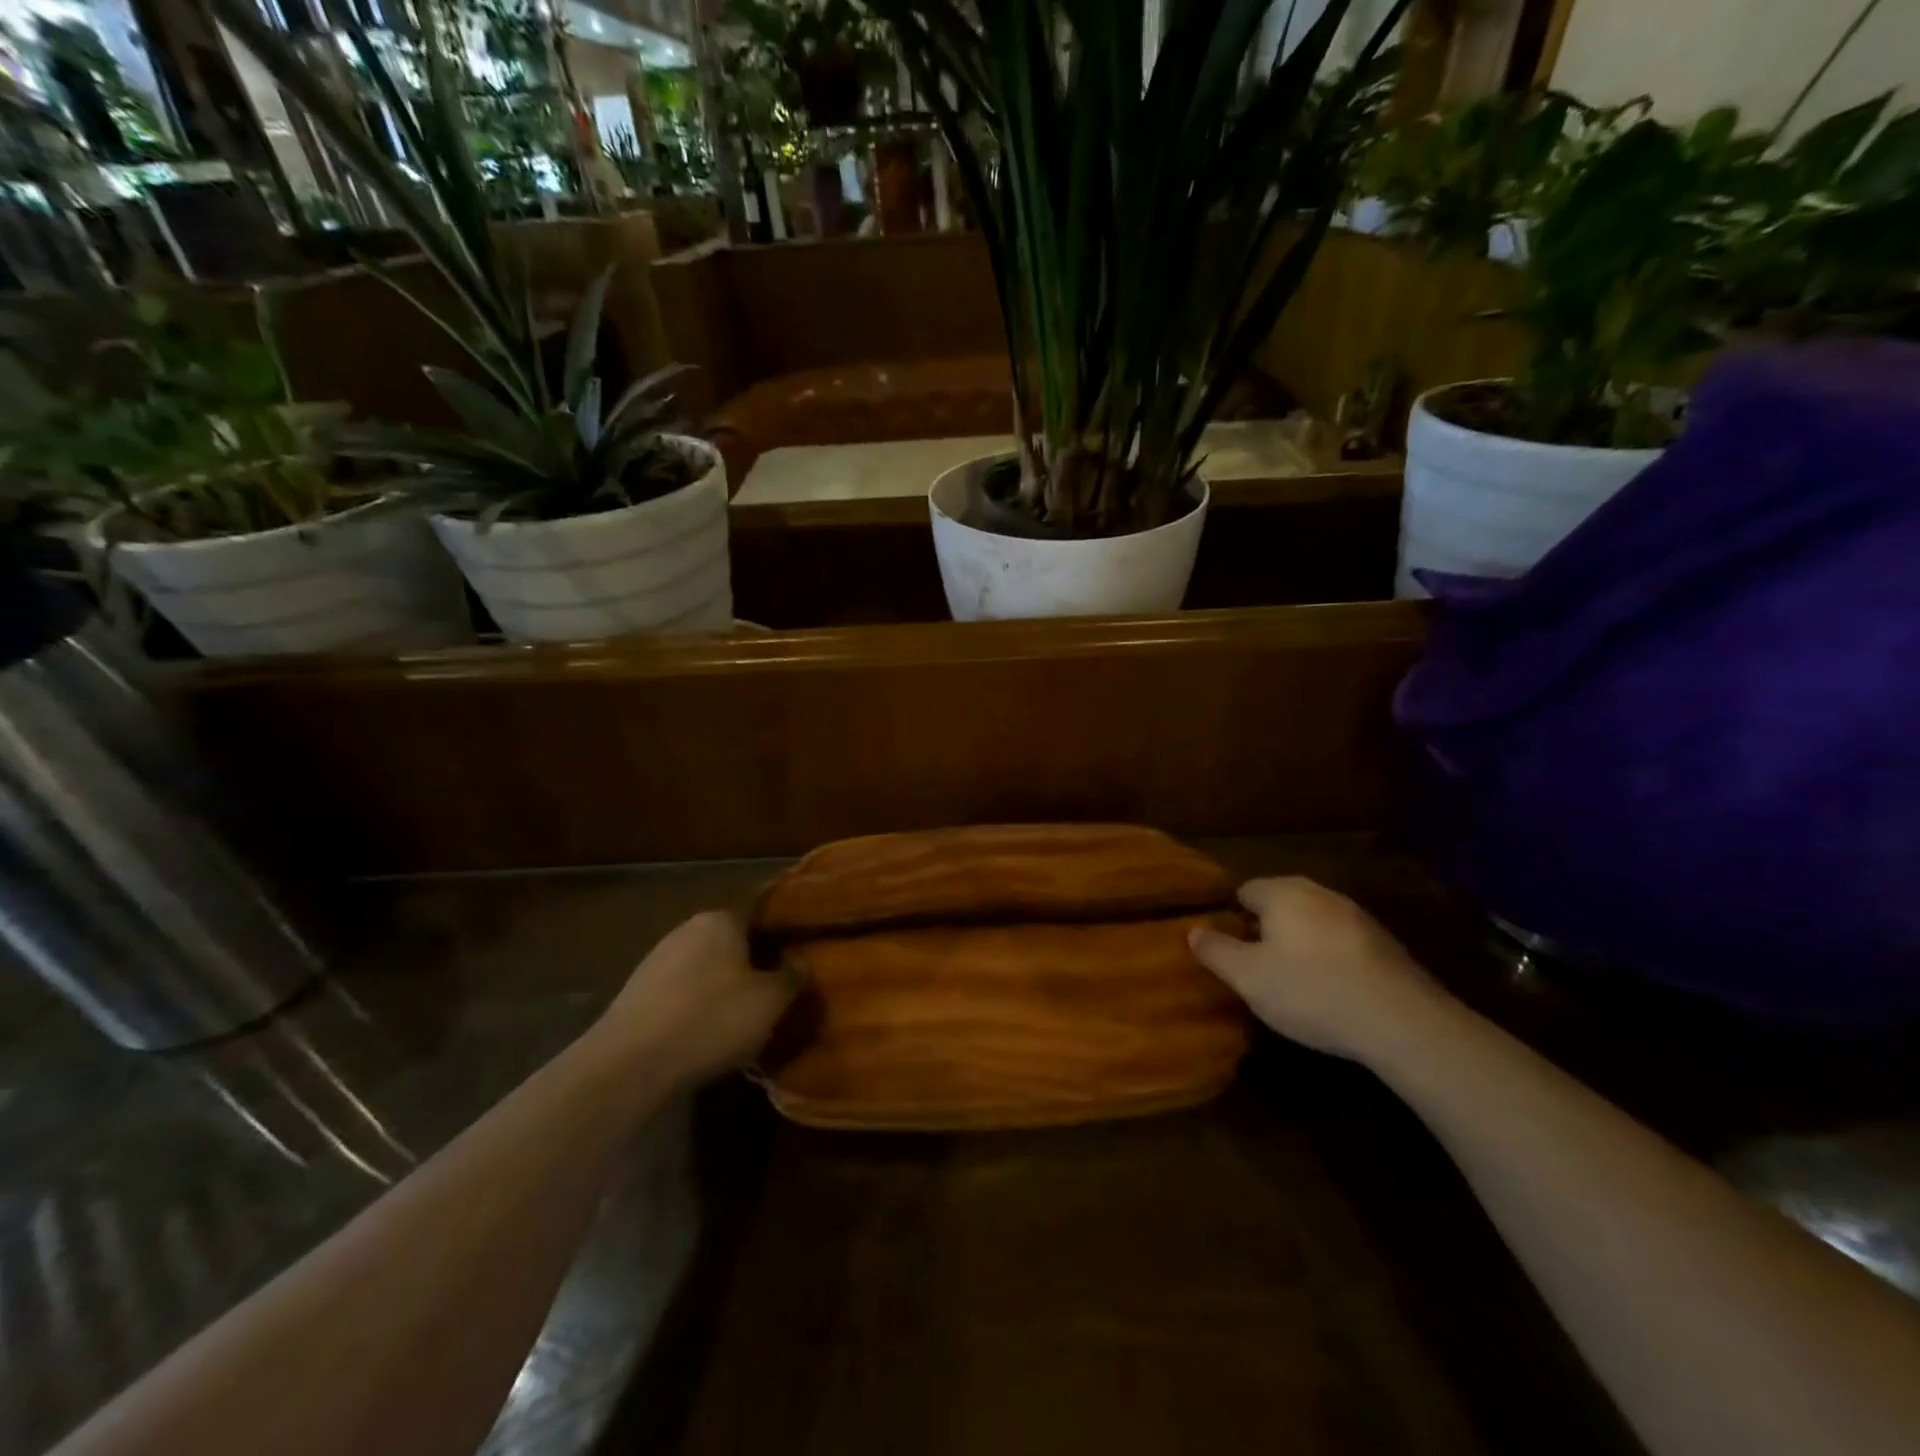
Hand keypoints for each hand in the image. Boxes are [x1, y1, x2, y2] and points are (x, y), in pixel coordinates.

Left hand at [592, 912, 799, 1089]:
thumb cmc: (710, 1020)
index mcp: (721, 919)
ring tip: (740, 1027)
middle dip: (751, 969)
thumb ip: (791, 977)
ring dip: (722, 992)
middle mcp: (686, 929)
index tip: (794, 969)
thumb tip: (800, 962)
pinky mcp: (636, 993)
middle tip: (771, 1002)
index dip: (780, 943)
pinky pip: (680, 995)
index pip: (761, 918)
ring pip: (705, 971)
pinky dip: (695, 1011)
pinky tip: (703, 1039)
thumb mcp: (769, 1001)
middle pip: (732, 945)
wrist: (627, 1064)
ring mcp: (656, 960)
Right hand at [1189, 877, 1444, 1062]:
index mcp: (1283, 892)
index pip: (1244, 891)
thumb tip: (1194, 930)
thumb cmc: (1310, 991)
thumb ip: (1216, 950)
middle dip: (1266, 931)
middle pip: (1280, 905)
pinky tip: (1331, 993)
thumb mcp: (1247, 977)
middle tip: (1256, 969)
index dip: (1231, 919)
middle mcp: (1320, 893)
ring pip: (1313, 924)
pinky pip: (1342, 945)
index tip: (1228, 951)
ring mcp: (1358, 917)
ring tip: (1293, 984)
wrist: (1402, 1022)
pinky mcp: (1386, 945)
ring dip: (1300, 946)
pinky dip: (1331, 961)